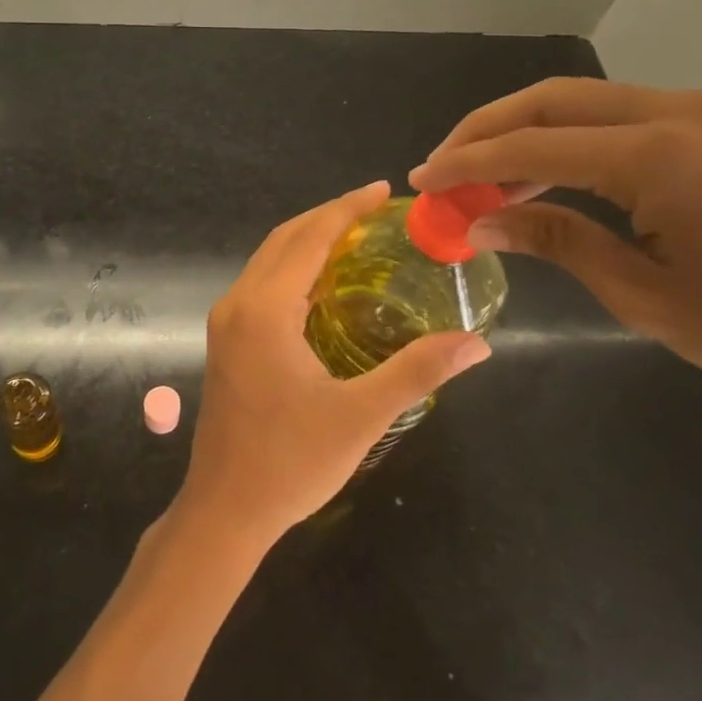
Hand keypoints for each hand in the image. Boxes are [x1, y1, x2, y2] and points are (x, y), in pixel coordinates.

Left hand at [173, 181, 491, 547]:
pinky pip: (262, 285)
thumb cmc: (290, 463)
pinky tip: (324, 283)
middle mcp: (237, 304)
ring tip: (356, 236)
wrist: (224, 510)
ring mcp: (226, 323)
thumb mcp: (360, 416)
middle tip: (375, 209)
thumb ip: (417, 372)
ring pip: (268, 261)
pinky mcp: (226, 341)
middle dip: (328, 217)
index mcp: (263, 310)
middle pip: (284, 240)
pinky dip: (293, 268)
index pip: (309, 238)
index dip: (346, 209)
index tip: (382, 190)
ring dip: (308, 241)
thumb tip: (476, 343)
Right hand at [410, 79, 701, 414]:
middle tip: (441, 168)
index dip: (467, 164)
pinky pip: (613, 115)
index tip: (421, 181)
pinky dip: (564, 139)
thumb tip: (478, 221)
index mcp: (659, 157)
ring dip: (521, 132)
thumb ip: (556, 241)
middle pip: (549, 101)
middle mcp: (676, 113)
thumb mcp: (644, 294)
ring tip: (478, 176)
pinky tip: (539, 174)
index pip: (532, 147)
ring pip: (578, 101)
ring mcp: (699, 111)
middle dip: (484, 130)